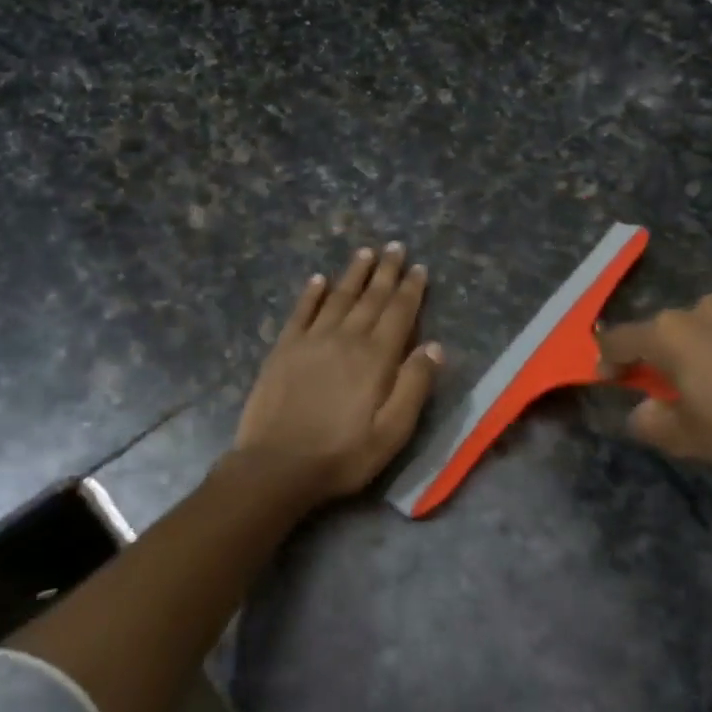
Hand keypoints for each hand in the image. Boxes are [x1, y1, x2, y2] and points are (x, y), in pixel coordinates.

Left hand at [232, 242, 444, 505]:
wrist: (277, 466)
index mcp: (376, 358)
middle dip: (385, 271)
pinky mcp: (284, 349)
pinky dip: (312, 293)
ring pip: (338, 297)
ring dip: (353, 273)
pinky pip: (301, 312)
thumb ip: (414, 386)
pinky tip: (318, 279)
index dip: (411, 289)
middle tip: (395, 246)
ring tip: (365, 252)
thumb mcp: (392, 432)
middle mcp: (346, 339)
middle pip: (370, 297)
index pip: (399, 313)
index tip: (419, 267)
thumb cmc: (343, 455)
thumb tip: (434, 346)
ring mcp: (311, 341)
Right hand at [597, 295, 711, 500]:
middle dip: (661, 357)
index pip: (620, 339)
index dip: (607, 360)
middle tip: (675, 393)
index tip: (611, 380)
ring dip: (704, 351)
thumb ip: (649, 421)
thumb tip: (644, 409)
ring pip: (710, 327)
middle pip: (667, 330)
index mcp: (672, 334)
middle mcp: (706, 309)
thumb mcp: (687, 440)